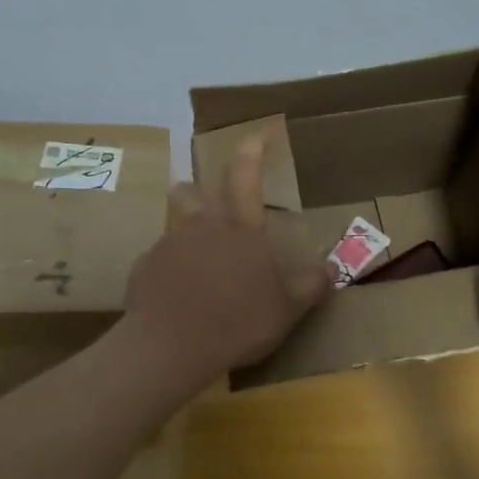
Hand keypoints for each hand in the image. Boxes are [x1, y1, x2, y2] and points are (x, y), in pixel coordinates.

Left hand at [124, 132, 332, 381]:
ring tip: (194, 264)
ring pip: (177, 228)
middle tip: (200, 196)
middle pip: (196, 193)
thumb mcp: (286, 311)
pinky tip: (174, 298)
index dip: (253, 147)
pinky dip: (169, 271)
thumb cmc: (237, 323)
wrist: (169, 347)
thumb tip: (333, 268)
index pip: (246, 174)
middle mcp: (202, 226)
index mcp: (241, 229)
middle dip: (199, 189)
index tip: (259, 131)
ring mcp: (169, 245)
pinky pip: (159, 261)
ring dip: (186, 237)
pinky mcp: (144, 267)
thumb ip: (310, 287)